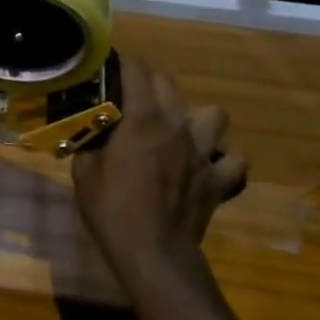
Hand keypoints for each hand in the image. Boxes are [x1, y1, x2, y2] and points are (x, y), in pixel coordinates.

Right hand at [71, 59, 248, 284]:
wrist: (154, 256)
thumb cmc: (112, 211)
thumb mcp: (84, 172)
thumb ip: (90, 143)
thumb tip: (91, 131)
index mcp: (143, 120)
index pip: (136, 70)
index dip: (121, 63)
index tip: (106, 67)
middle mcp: (178, 127)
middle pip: (169, 83)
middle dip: (149, 81)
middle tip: (131, 96)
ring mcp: (204, 153)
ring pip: (214, 114)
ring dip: (196, 117)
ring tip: (178, 131)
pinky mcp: (220, 180)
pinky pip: (235, 159)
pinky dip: (223, 158)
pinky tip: (206, 164)